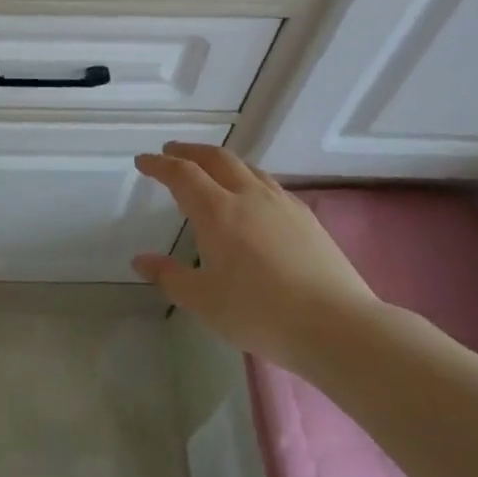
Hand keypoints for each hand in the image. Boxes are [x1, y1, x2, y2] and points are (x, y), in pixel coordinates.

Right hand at [132, 143, 378, 363]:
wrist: (336, 325)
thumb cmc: (259, 313)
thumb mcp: (203, 300)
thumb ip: (169, 276)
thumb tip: (141, 260)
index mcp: (217, 210)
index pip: (182, 174)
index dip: (159, 164)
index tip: (143, 161)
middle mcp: (248, 195)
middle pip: (215, 158)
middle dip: (189, 151)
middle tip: (171, 152)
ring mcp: (282, 203)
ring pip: (246, 167)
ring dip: (220, 161)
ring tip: (210, 169)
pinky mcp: (306, 217)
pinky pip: (268, 184)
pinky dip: (247, 178)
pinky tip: (252, 198)